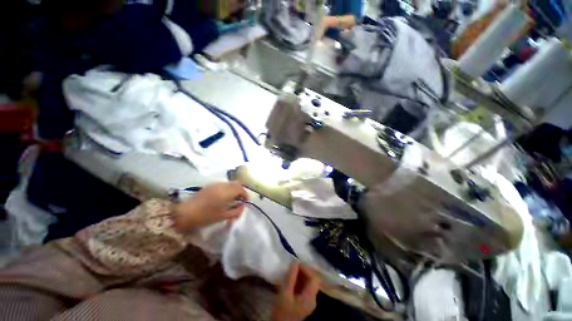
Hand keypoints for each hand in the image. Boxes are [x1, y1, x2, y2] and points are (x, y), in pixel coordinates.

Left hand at [173, 182, 247, 231]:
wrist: (185, 214)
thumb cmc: (206, 216)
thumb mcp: (224, 216)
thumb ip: (237, 211)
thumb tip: (242, 206)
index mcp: (228, 191)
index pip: (242, 189)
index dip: (245, 196)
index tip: (245, 203)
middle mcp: (223, 185)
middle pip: (237, 184)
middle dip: (241, 191)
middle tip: (239, 200)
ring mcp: (216, 184)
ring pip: (230, 183)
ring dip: (234, 189)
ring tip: (231, 199)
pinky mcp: (209, 186)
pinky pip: (223, 185)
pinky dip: (227, 189)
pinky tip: (223, 198)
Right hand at [272, 262, 320, 320]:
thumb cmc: (282, 311)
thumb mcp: (285, 293)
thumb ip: (291, 277)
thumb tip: (295, 262)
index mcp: (310, 297)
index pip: (314, 278)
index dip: (307, 269)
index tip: (296, 263)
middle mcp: (313, 299)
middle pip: (312, 280)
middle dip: (304, 271)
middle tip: (293, 266)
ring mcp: (309, 301)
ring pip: (309, 283)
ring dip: (301, 275)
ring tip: (291, 271)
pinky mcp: (304, 302)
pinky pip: (305, 288)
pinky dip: (299, 281)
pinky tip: (292, 279)